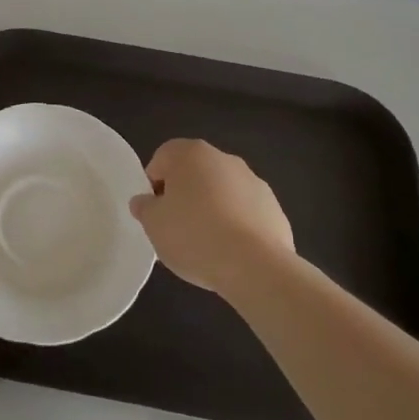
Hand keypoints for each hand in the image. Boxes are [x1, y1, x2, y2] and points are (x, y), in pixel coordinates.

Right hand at [131, 138, 294, 295]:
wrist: (255, 266)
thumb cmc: (194, 235)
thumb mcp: (153, 224)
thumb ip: (144, 207)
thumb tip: (144, 201)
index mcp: (190, 153)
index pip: (162, 159)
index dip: (154, 186)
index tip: (156, 213)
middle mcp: (223, 158)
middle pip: (194, 174)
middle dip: (184, 196)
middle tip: (176, 229)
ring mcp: (253, 181)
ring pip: (221, 192)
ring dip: (212, 210)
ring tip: (206, 246)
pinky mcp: (274, 208)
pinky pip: (245, 213)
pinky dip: (236, 226)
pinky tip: (231, 253)